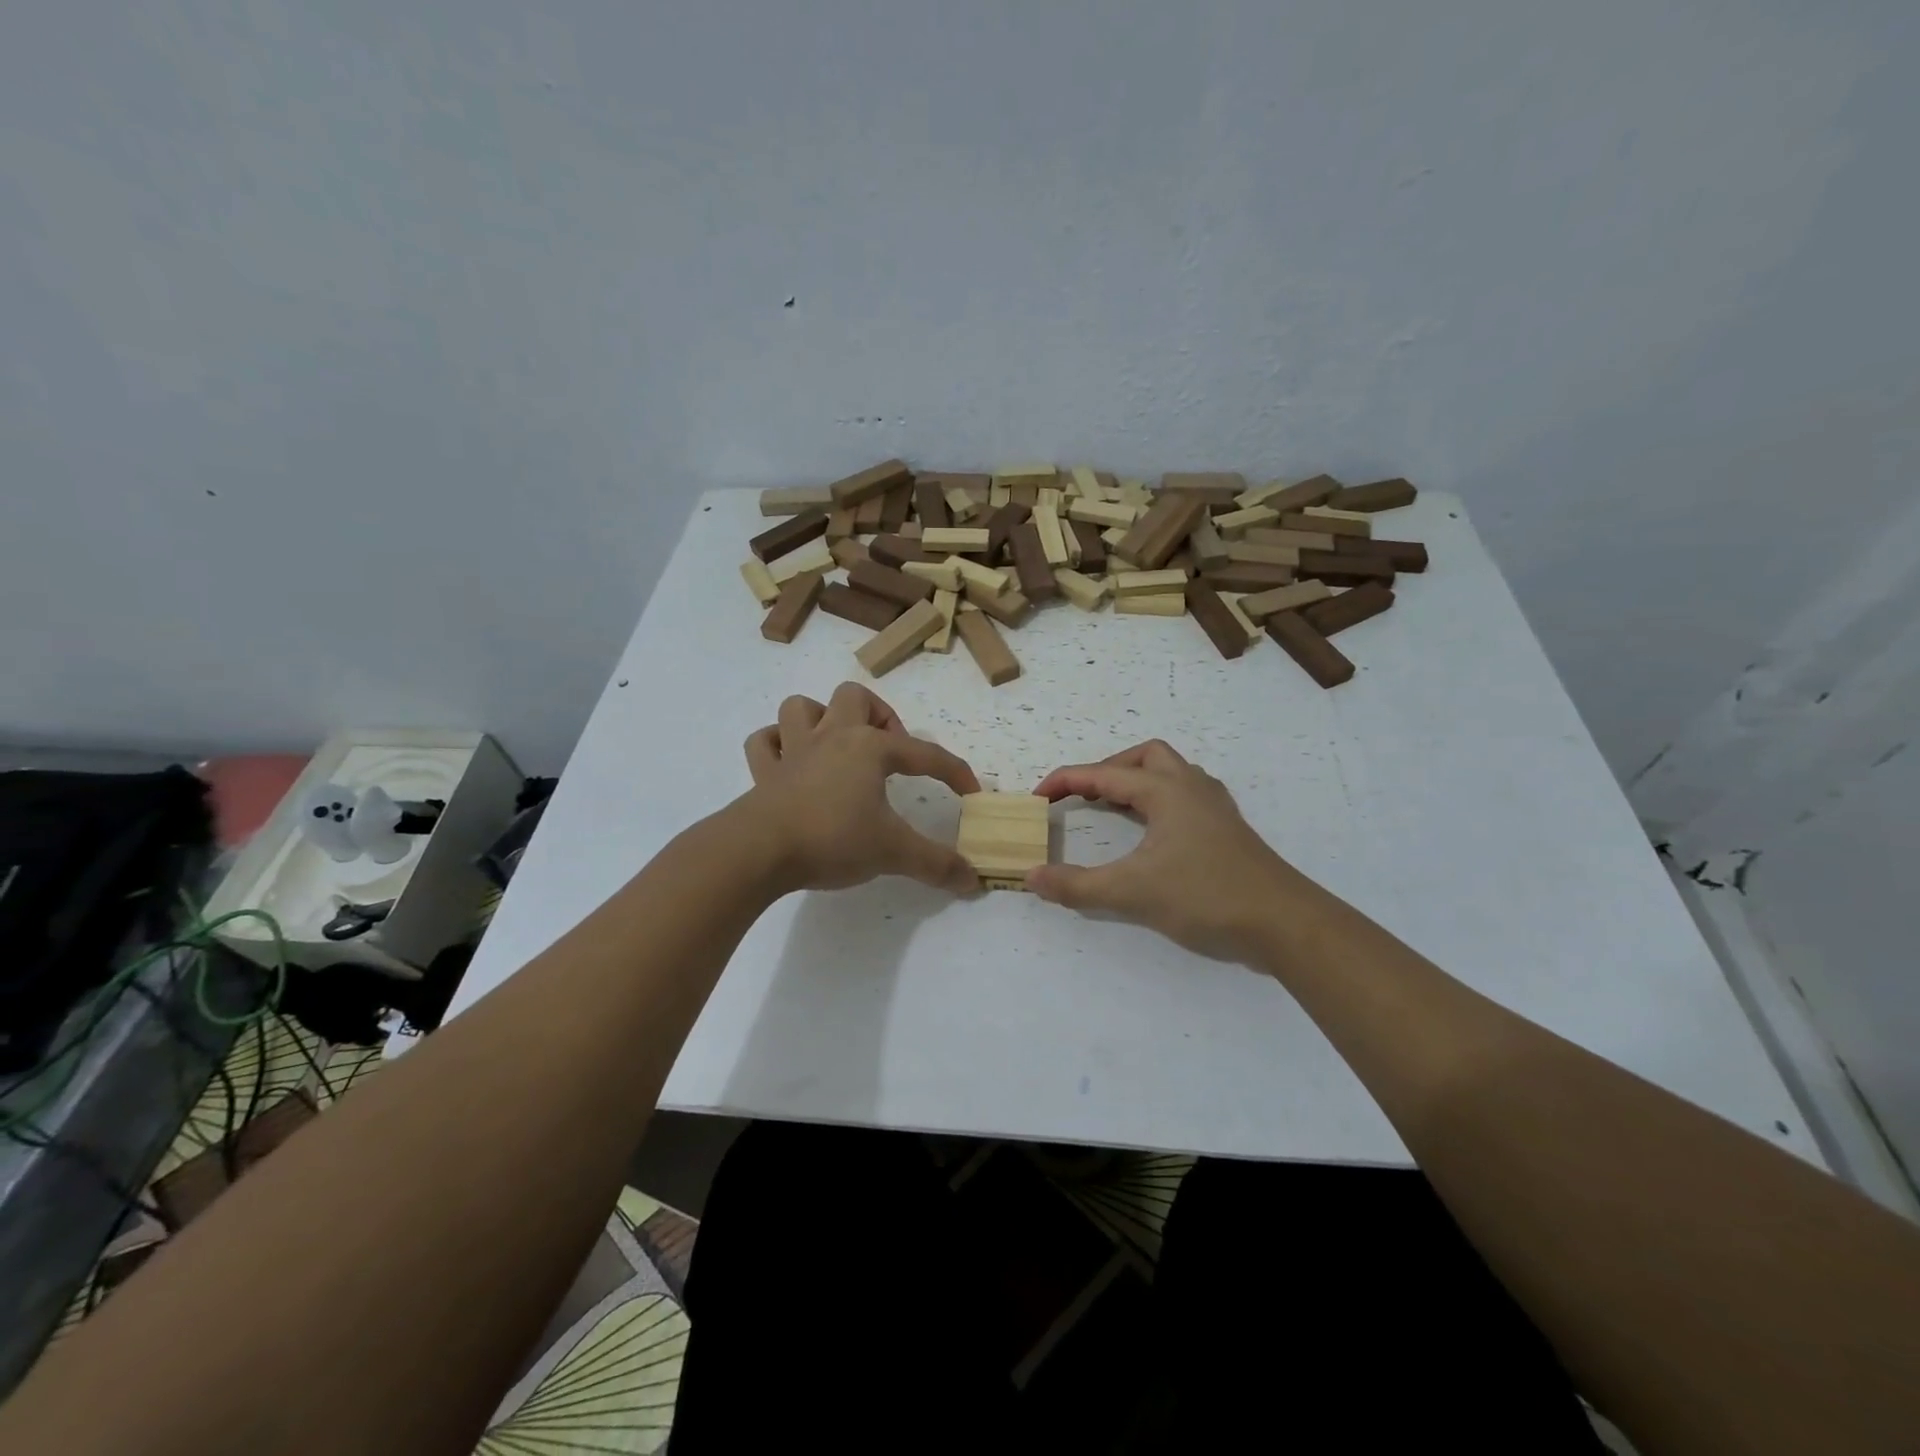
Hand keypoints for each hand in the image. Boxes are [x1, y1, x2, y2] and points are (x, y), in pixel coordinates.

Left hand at [741, 683, 980, 894]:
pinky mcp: (763, 773)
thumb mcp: (893, 853)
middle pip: (855, 698)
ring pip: (802, 707)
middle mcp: (832, 737)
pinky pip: (764, 743)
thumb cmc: (833, 839)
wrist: (759, 850)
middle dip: (877, 716)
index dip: (954, 772)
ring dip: (822, 719)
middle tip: (888, 752)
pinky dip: (776, 745)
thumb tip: (974, 881)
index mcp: (869, 748)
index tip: (970, 793)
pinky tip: (790, 763)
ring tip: (837, 748)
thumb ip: (936, 864)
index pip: (924, 754)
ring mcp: (793, 751)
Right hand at [1028, 740, 1308, 963]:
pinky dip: (1160, 800)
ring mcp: (1215, 806)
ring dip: (1136, 781)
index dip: (1065, 781)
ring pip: (1170, 772)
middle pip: (1144, 756)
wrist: (1283, 923)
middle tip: (1083, 797)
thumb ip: (1077, 886)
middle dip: (1107, 769)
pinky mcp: (1228, 828)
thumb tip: (1031, 877)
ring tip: (1113, 808)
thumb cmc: (1206, 896)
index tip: (1037, 797)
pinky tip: (1154, 829)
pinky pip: (1186, 795)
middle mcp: (1191, 786)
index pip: (1103, 774)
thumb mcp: (1132, 892)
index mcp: (1166, 790)